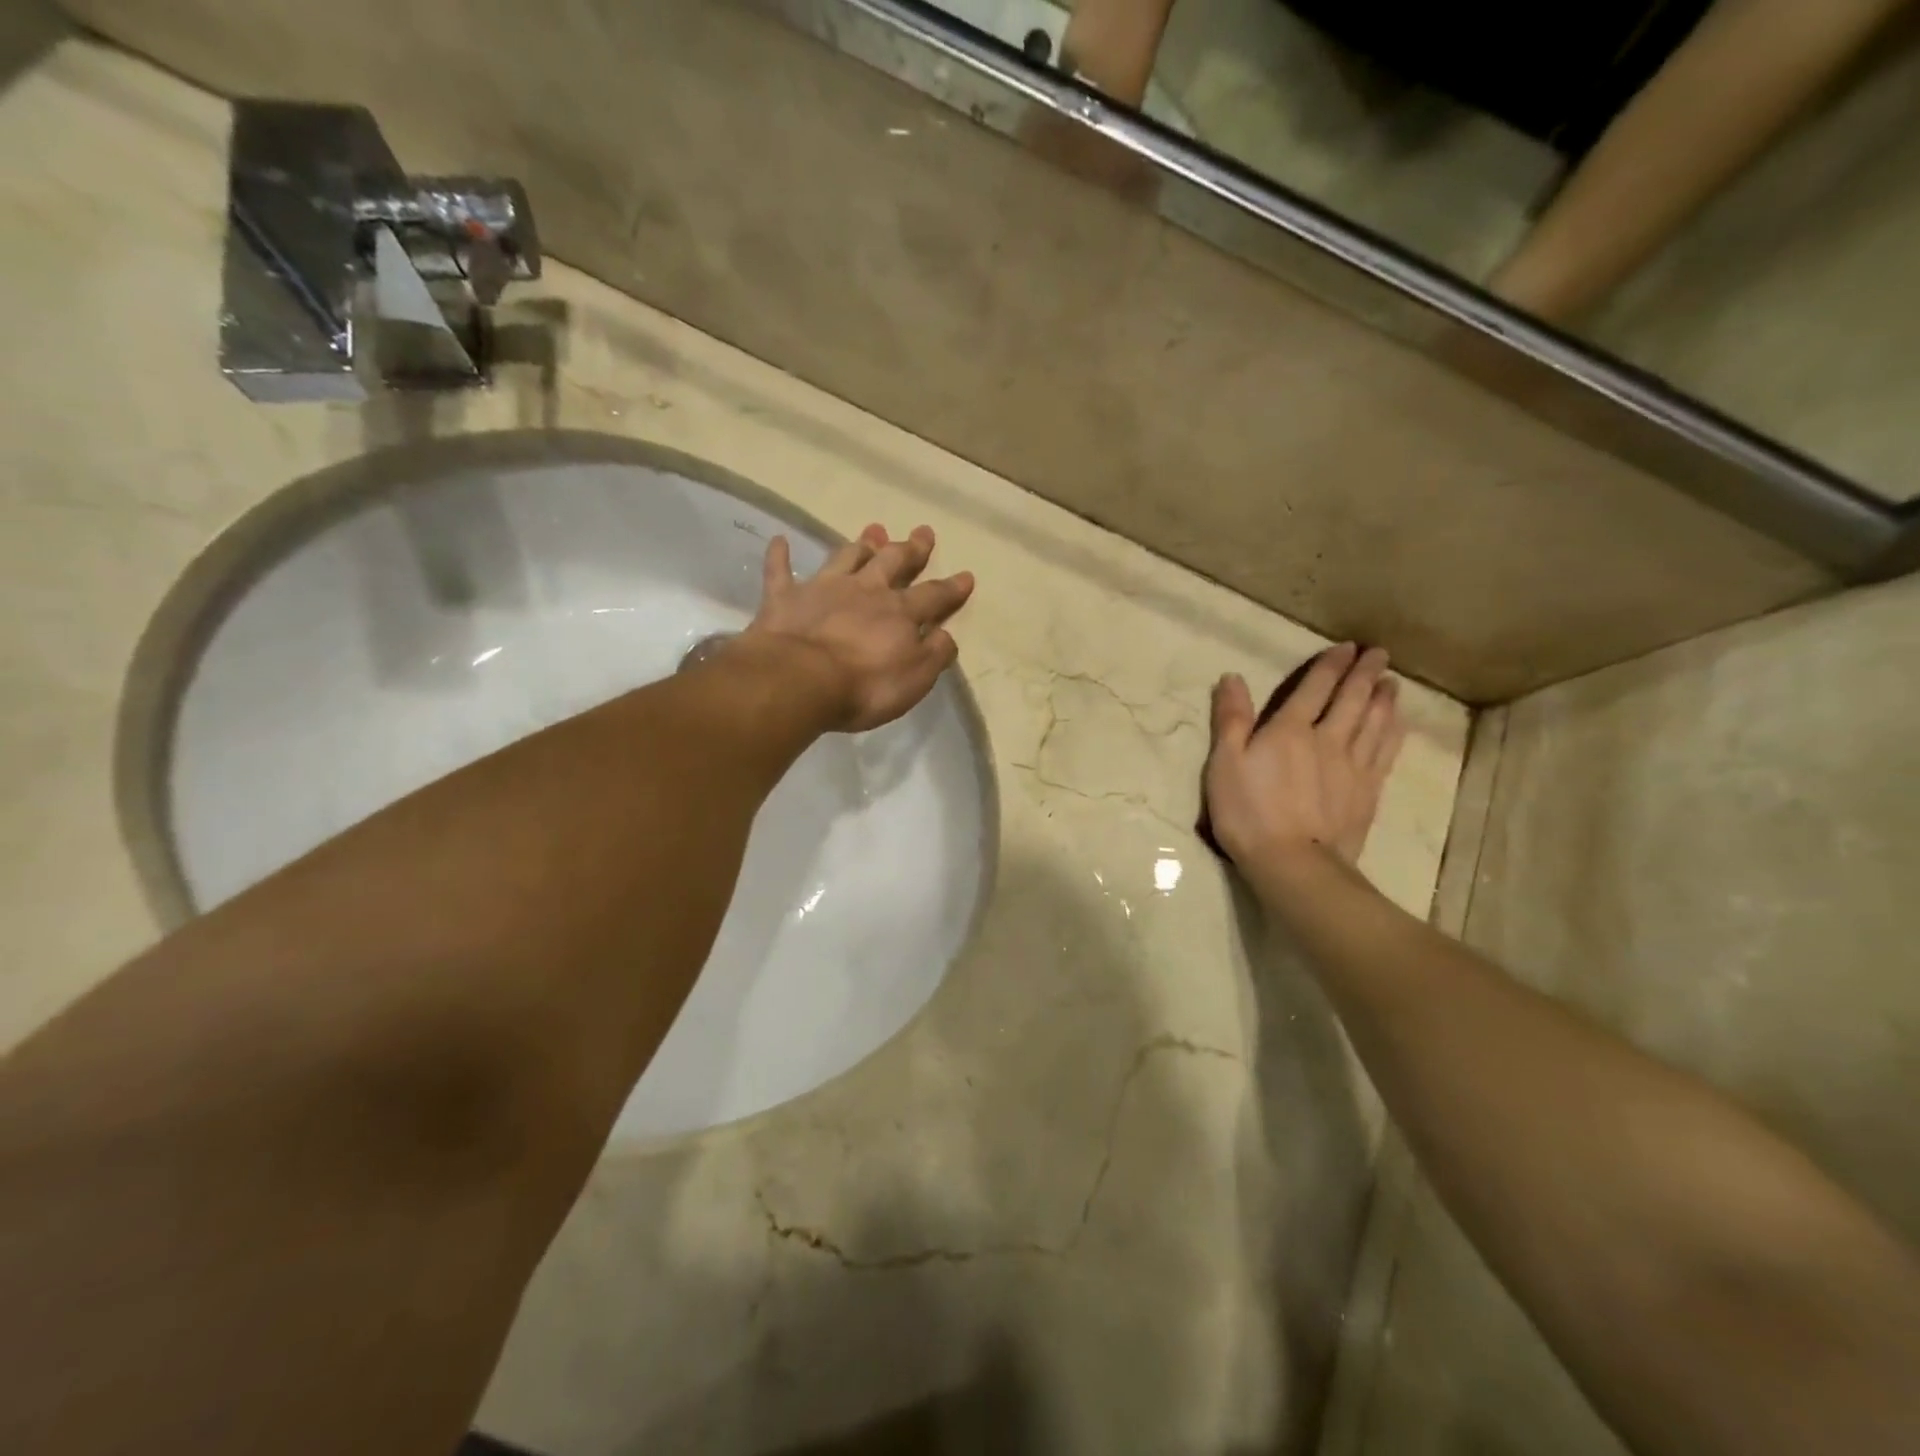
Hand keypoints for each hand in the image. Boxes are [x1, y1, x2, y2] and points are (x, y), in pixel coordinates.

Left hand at [743, 523, 974, 732]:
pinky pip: (780, 571)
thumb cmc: (864, 686)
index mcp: (899, 613)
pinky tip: (779, 541)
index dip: (951, 588)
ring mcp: (823, 589)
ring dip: (860, 544)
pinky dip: (780, 555)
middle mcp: (865, 591)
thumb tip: (947, 635)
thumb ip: (934, 654)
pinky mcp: (784, 598)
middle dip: (910, 548)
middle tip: (922, 532)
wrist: (800, 680)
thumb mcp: (915, 679)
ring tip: (872, 531)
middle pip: (892, 562)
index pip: (933, 596)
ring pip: (846, 557)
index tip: (966, 576)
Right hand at [1203, 644, 1404, 879]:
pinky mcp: (1368, 791)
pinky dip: (1394, 732)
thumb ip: (1231, 719)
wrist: (1293, 862)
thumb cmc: (1248, 812)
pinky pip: (1386, 752)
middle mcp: (1328, 738)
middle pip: (1352, 699)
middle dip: (1365, 674)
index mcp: (1290, 729)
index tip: (1347, 647)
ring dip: (1384, 698)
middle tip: (1379, 654)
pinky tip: (1398, 724)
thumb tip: (1232, 677)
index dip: (1331, 666)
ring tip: (1392, 682)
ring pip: (1375, 722)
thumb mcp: (1224, 764)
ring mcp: (1353, 766)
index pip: (1315, 687)